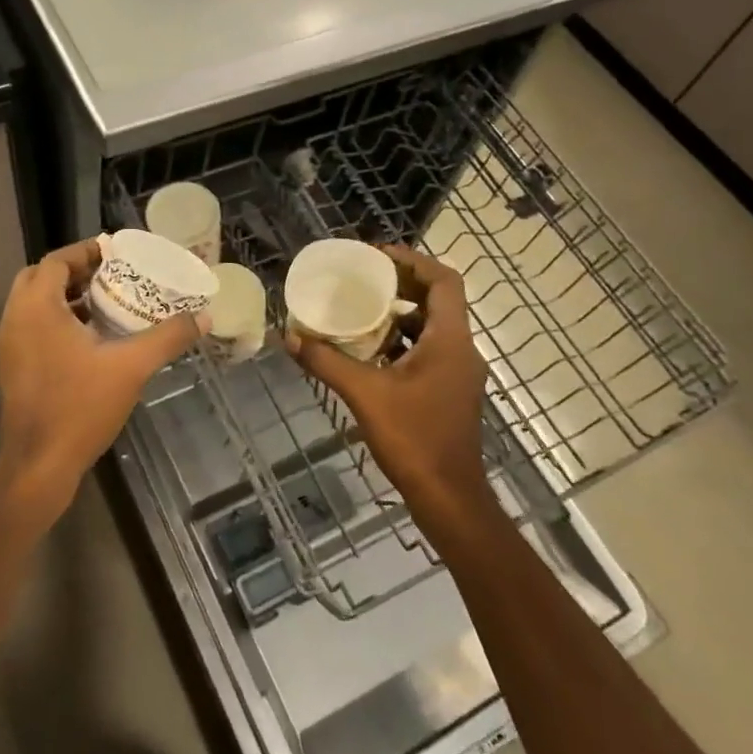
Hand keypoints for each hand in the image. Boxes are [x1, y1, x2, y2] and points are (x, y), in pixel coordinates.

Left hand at [0, 237, 206, 517]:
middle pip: (41, 277)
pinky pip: (33, 326)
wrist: (39, 465)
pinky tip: (90, 338)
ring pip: (35, 304)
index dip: (86, 252)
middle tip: (111, 275)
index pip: (57, 261)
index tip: (117, 253)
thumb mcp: (131, 367)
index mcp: (37, 308)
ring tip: (107, 301)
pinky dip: (57, 319)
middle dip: (75, 271)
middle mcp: (15, 319)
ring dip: (66, 296)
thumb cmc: (80, 407)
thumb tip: (204, 317)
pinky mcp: (12, 367)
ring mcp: (9, 345)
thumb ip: (168, 337)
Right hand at [287, 246, 490, 512]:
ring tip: (362, 309)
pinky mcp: (451, 392)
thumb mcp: (365, 395)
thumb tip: (290, 338)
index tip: (378, 256)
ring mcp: (460, 373)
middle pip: (439, 300)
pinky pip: (430, 351)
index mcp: (451, 340)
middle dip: (403, 284)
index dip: (414, 261)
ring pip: (434, 327)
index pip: (444, 281)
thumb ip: (327, 362)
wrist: (449, 497)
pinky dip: (404, 342)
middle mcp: (462, 350)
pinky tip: (372, 352)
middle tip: (364, 278)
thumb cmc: (414, 438)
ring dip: (402, 315)